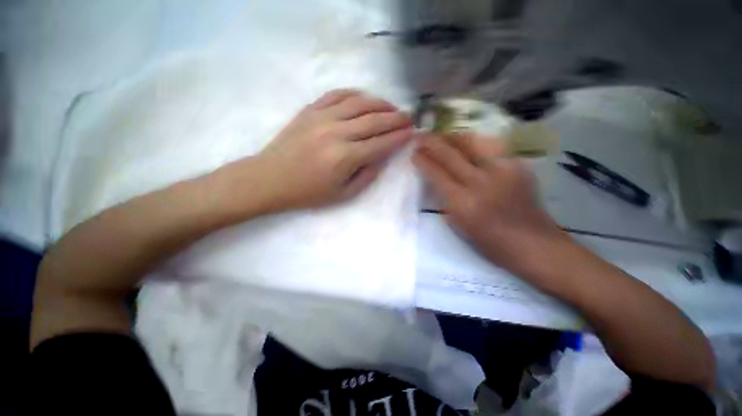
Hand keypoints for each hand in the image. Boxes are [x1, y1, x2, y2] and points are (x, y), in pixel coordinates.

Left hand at [248, 89, 412, 212]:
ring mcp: (322, 117)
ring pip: (359, 103)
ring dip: (380, 103)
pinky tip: (364, 98)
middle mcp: (337, 133)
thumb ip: (367, 175)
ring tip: (392, 108)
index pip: (382, 143)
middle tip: (409, 118)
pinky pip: (337, 94)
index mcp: (346, 157)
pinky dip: (355, 93)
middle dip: (396, 119)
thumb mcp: (343, 194)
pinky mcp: (310, 110)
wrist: (270, 178)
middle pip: (375, 120)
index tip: (412, 133)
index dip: (399, 138)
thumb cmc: (308, 192)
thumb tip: (382, 157)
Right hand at [413, 133, 568, 276]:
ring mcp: (503, 171)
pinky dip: (474, 143)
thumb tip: (436, 181)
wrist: (533, 243)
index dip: (423, 161)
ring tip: (442, 135)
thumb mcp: (459, 225)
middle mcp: (482, 182)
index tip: (414, 152)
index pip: (437, 174)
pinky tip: (467, 143)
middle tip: (422, 136)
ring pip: (472, 143)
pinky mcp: (518, 166)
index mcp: (463, 203)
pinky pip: (491, 147)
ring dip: (453, 137)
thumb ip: (445, 200)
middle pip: (451, 155)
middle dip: (433, 143)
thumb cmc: (490, 242)